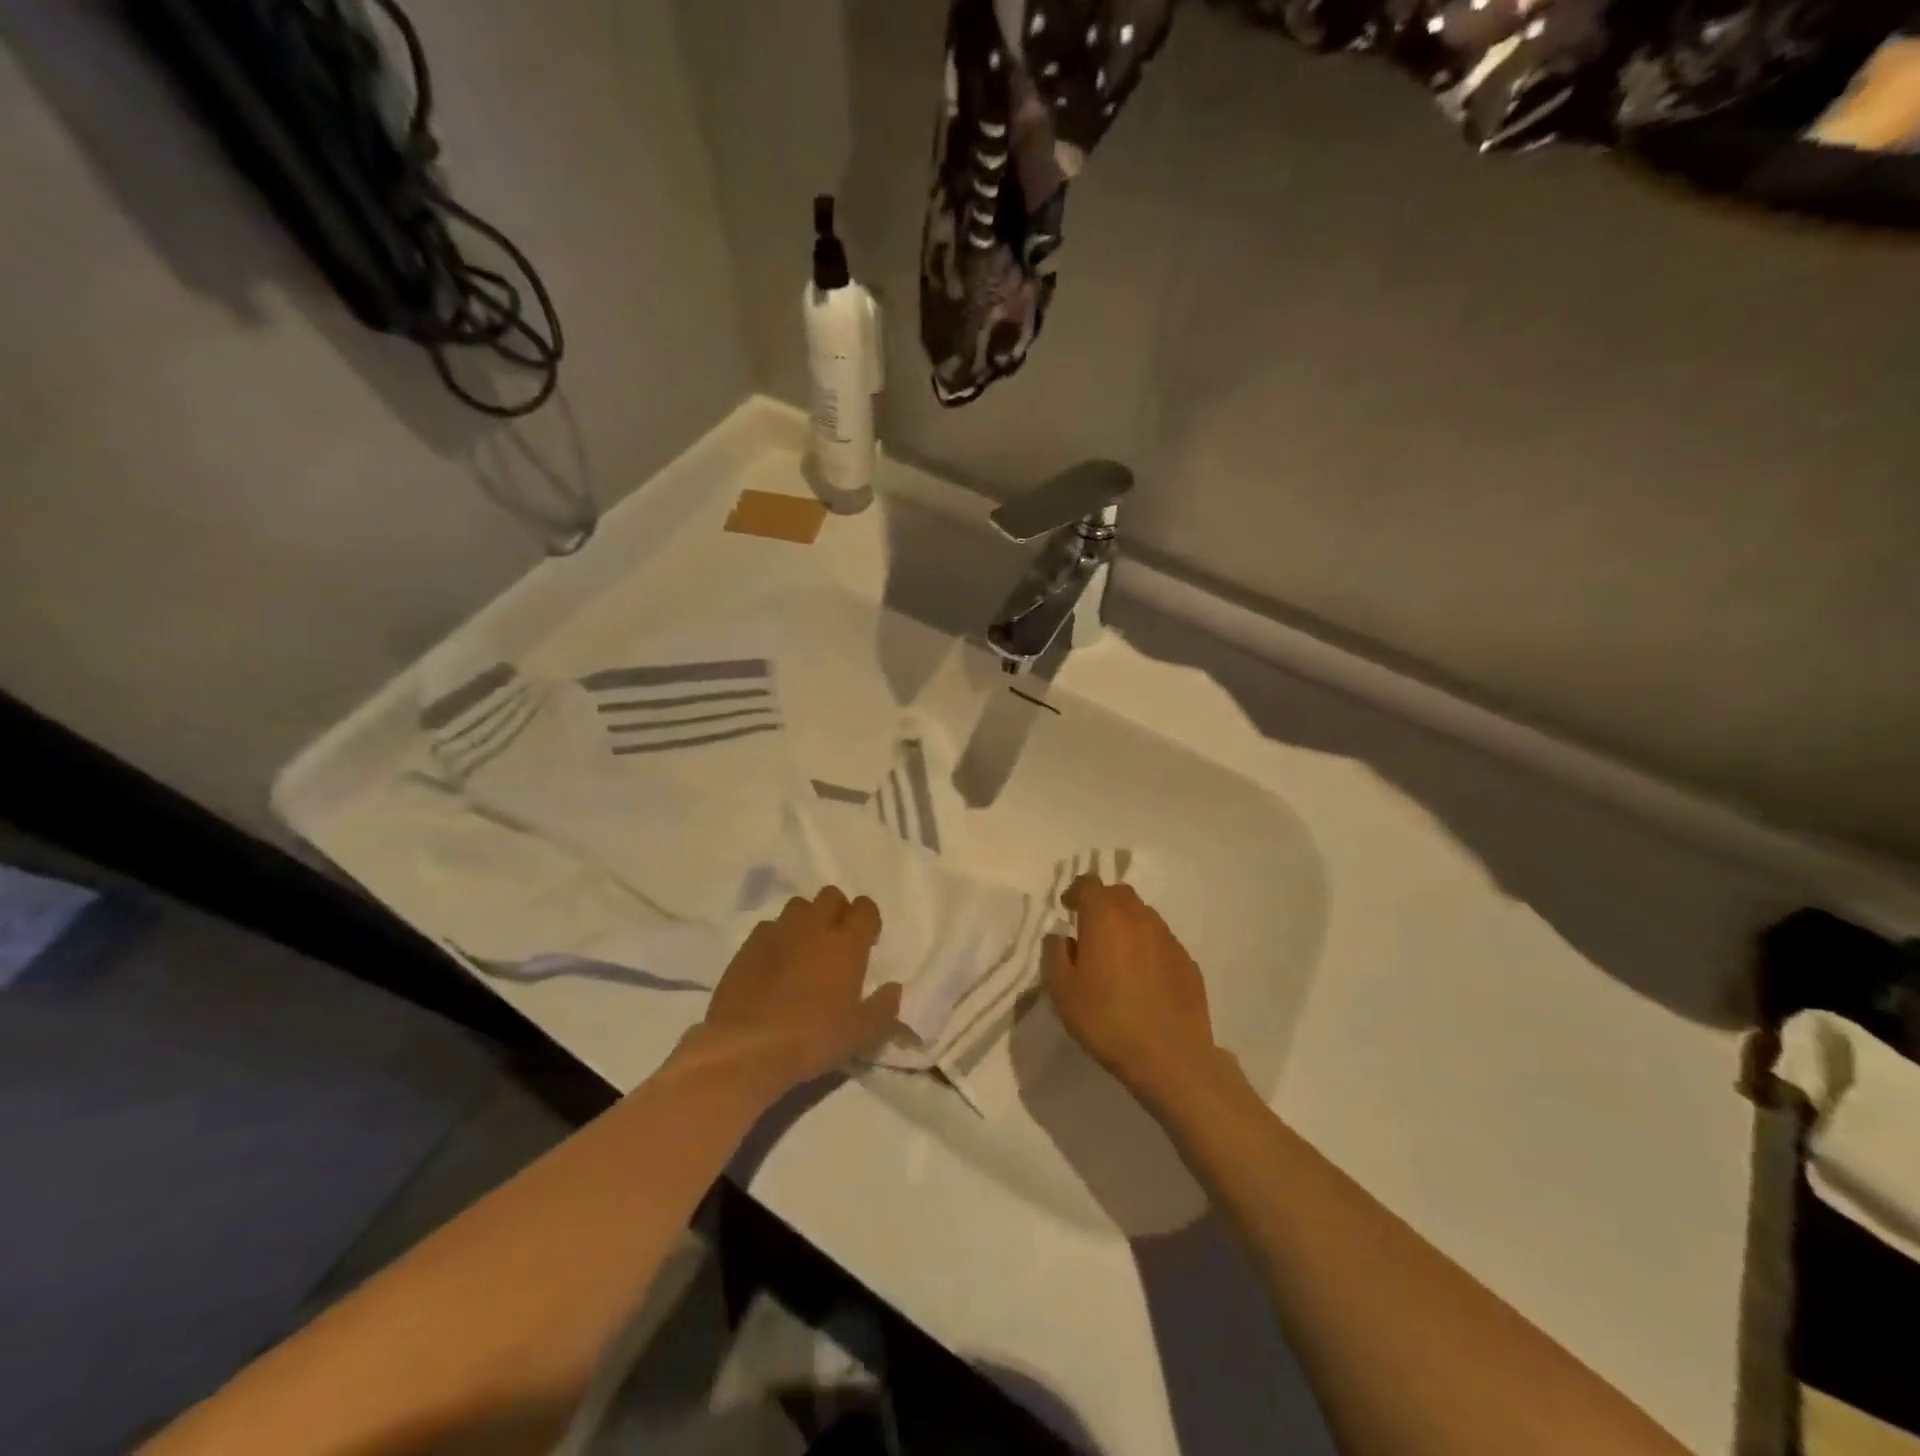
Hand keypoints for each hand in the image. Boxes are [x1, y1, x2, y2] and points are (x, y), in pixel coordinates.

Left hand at [687, 887, 901, 1095]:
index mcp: (846, 943)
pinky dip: (778, 937)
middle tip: (838, 941)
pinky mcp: (748, 946)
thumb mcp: (860, 1034)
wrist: (746, 1047)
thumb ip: (883, 1008)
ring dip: (807, 919)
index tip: (868, 941)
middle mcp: (813, 927)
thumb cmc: (812, 1039)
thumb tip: (894, 988)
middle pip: (831, 896)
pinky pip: (769, 927)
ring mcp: (778, 932)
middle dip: (838, 911)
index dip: (869, 919)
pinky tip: (775, 962)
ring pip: (798, 906)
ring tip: (806, 947)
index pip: (865, 908)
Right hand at [1042, 876, 1223, 1110]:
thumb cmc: (1106, 1020)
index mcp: (1105, 916)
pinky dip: (1147, 949)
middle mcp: (1139, 917)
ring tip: (1117, 957)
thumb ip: (1054, 954)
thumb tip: (1061, 936)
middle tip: (1090, 931)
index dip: (1075, 892)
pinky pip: (1161, 942)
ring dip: (1126, 925)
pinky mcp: (1188, 962)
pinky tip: (1143, 979)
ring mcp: (1168, 938)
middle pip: (1119, 894)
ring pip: (1143, 916)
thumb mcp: (1062, 991)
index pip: (1089, 884)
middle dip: (1102, 904)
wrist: (1170, 1057)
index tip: (1067, 910)